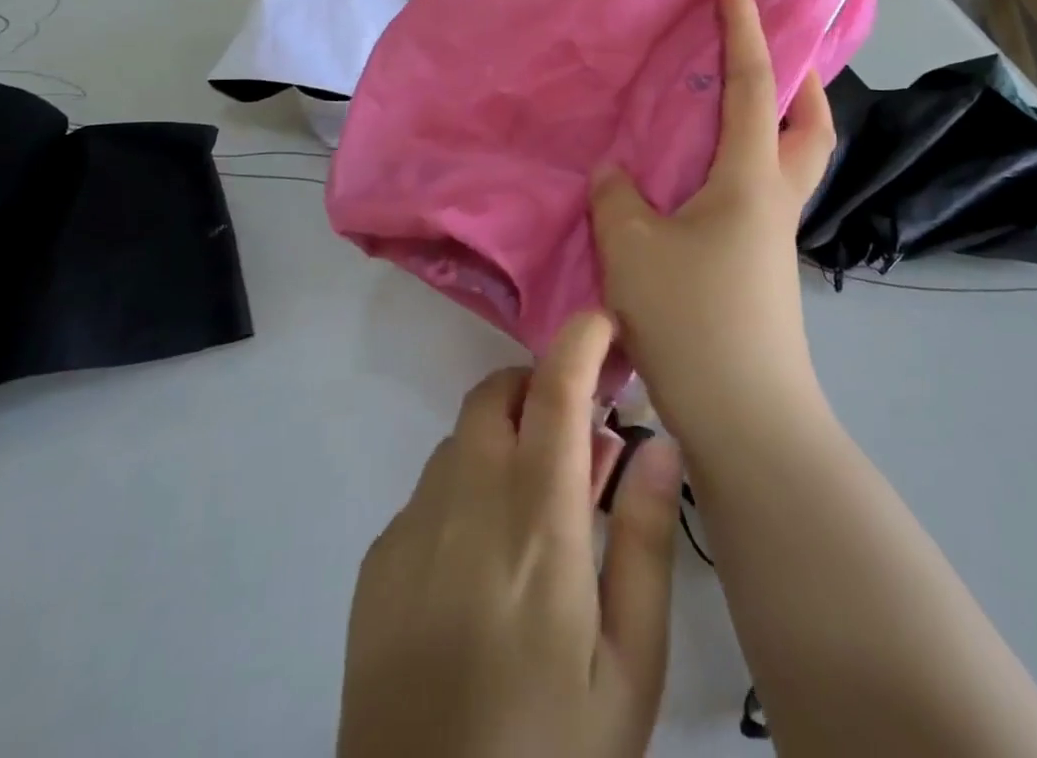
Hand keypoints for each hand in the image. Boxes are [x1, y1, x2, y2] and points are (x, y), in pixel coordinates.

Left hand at [338, 311, 684, 757]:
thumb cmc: (551, 752)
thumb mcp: (630, 666)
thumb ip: (644, 540)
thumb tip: (659, 440)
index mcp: (536, 521)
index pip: (554, 391)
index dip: (578, 340)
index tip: (602, 322)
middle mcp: (464, 502)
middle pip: (496, 397)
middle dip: (539, 390)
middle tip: (576, 442)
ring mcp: (411, 528)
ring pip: (461, 441)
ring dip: (502, 443)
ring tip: (533, 512)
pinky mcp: (377, 562)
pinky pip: (428, 492)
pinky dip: (464, 492)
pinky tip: (481, 565)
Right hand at [590, 0, 835, 444]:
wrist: (746, 419)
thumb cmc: (693, 317)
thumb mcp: (633, 248)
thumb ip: (617, 198)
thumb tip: (616, 174)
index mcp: (751, 178)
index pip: (751, 84)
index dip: (744, 28)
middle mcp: (775, 200)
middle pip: (809, 126)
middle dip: (798, 81)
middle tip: (768, 56)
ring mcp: (774, 239)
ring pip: (787, 164)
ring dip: (769, 127)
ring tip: (722, 115)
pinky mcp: (762, 271)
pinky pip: (757, 198)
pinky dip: (738, 171)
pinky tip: (696, 186)